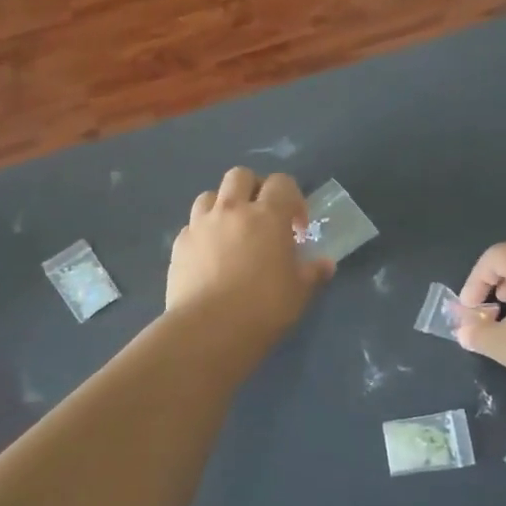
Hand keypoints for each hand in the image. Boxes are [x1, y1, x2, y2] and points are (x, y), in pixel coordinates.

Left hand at [166, 168, 332, 345]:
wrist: (209, 329)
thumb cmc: (264, 307)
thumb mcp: (299, 292)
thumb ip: (313, 272)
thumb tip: (325, 264)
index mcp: (268, 216)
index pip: (282, 183)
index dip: (293, 198)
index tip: (297, 227)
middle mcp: (232, 210)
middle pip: (241, 176)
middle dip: (254, 188)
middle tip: (262, 216)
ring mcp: (201, 225)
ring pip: (210, 195)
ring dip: (223, 205)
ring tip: (232, 231)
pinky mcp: (179, 244)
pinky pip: (192, 226)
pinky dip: (202, 232)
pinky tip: (209, 255)